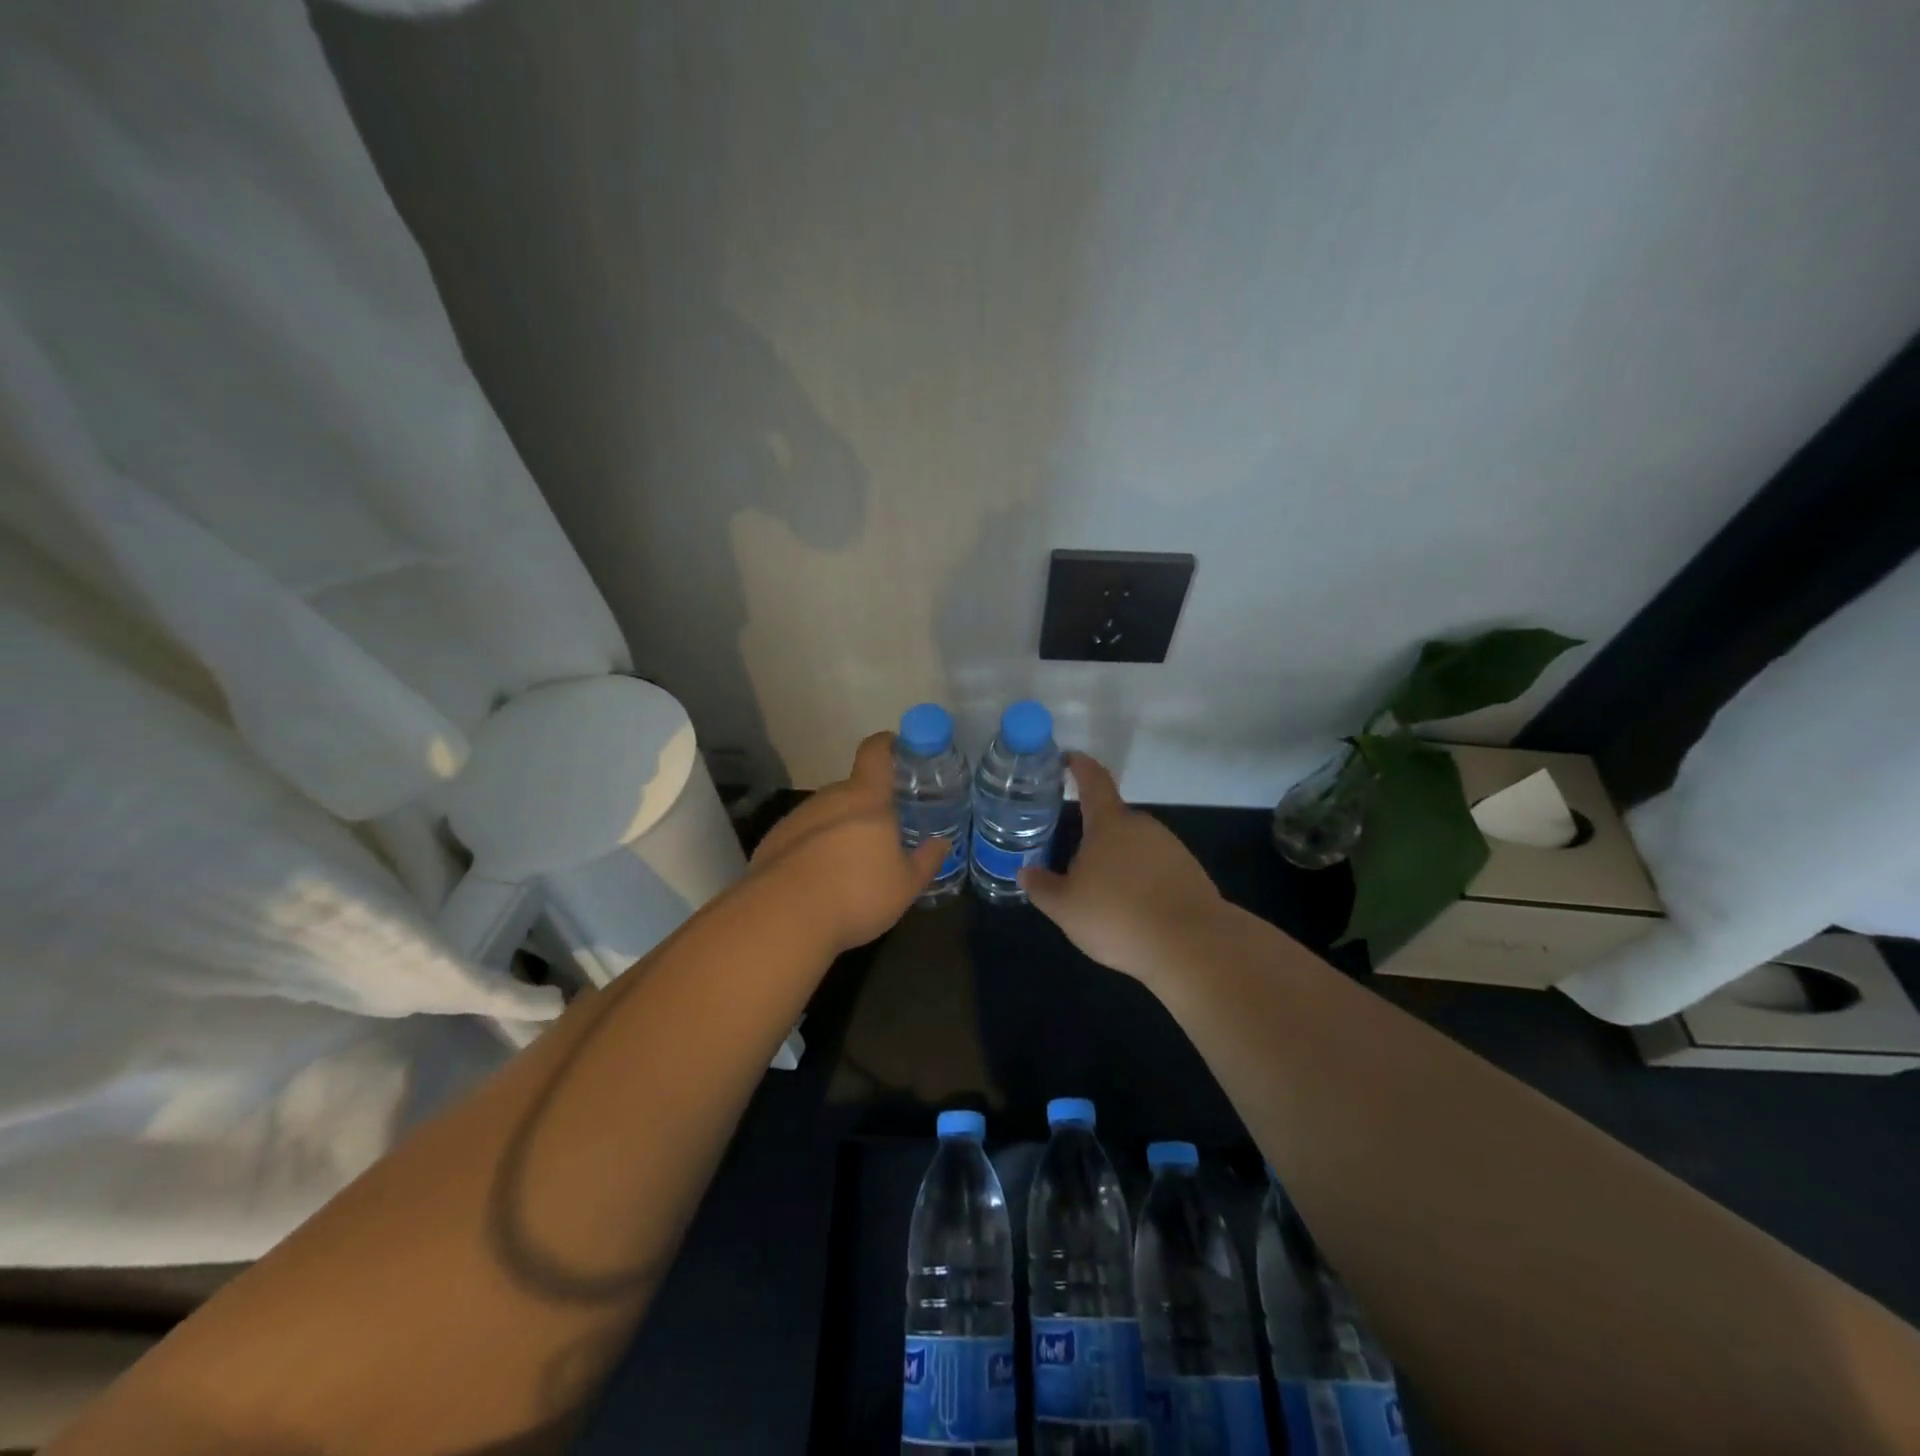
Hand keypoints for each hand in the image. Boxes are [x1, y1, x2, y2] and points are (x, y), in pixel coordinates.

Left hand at [748, 732, 947, 952]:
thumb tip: (941, 843)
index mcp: (866, 798)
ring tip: (850, 867)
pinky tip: (818, 883)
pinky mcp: (772, 842)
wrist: (782, 918)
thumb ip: (926, 861)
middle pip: (851, 790)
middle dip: (868, 807)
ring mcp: (796, 818)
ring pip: (826, 815)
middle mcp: (829, 798)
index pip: (876, 753)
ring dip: (839, 831)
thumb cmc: (856, 893)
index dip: (887, 745)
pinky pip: (802, 838)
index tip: (896, 747)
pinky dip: (813, 851)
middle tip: (883, 834)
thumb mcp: (905, 885)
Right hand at [1019, 752, 1226, 984]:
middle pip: (1112, 821)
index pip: (1093, 782)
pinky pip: (1155, 869)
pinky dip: (1140, 882)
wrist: (1193, 946)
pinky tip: (1132, 912)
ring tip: (1102, 897)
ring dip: (1117, 863)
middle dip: (1092, 837)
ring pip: (1134, 847)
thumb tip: (1025, 872)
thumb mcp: (1066, 908)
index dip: (1080, 766)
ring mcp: (1171, 848)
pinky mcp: (1190, 873)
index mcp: (1109, 824)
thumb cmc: (1118, 916)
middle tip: (1072, 862)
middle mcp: (1142, 826)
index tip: (1069, 757)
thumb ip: (1042, 887)